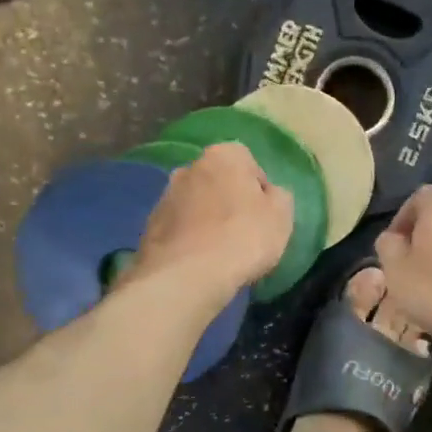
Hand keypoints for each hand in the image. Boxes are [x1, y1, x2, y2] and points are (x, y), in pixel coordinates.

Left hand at [132, 142, 293, 301]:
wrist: (187, 275)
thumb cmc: (243, 238)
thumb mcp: (281, 216)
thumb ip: (279, 197)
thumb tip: (268, 195)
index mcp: (223, 155)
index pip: (248, 163)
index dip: (259, 191)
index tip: (264, 216)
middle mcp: (189, 167)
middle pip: (218, 182)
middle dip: (229, 201)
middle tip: (242, 233)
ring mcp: (165, 196)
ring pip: (195, 204)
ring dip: (206, 220)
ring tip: (219, 252)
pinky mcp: (150, 226)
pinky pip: (178, 228)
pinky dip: (188, 239)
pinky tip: (198, 262)